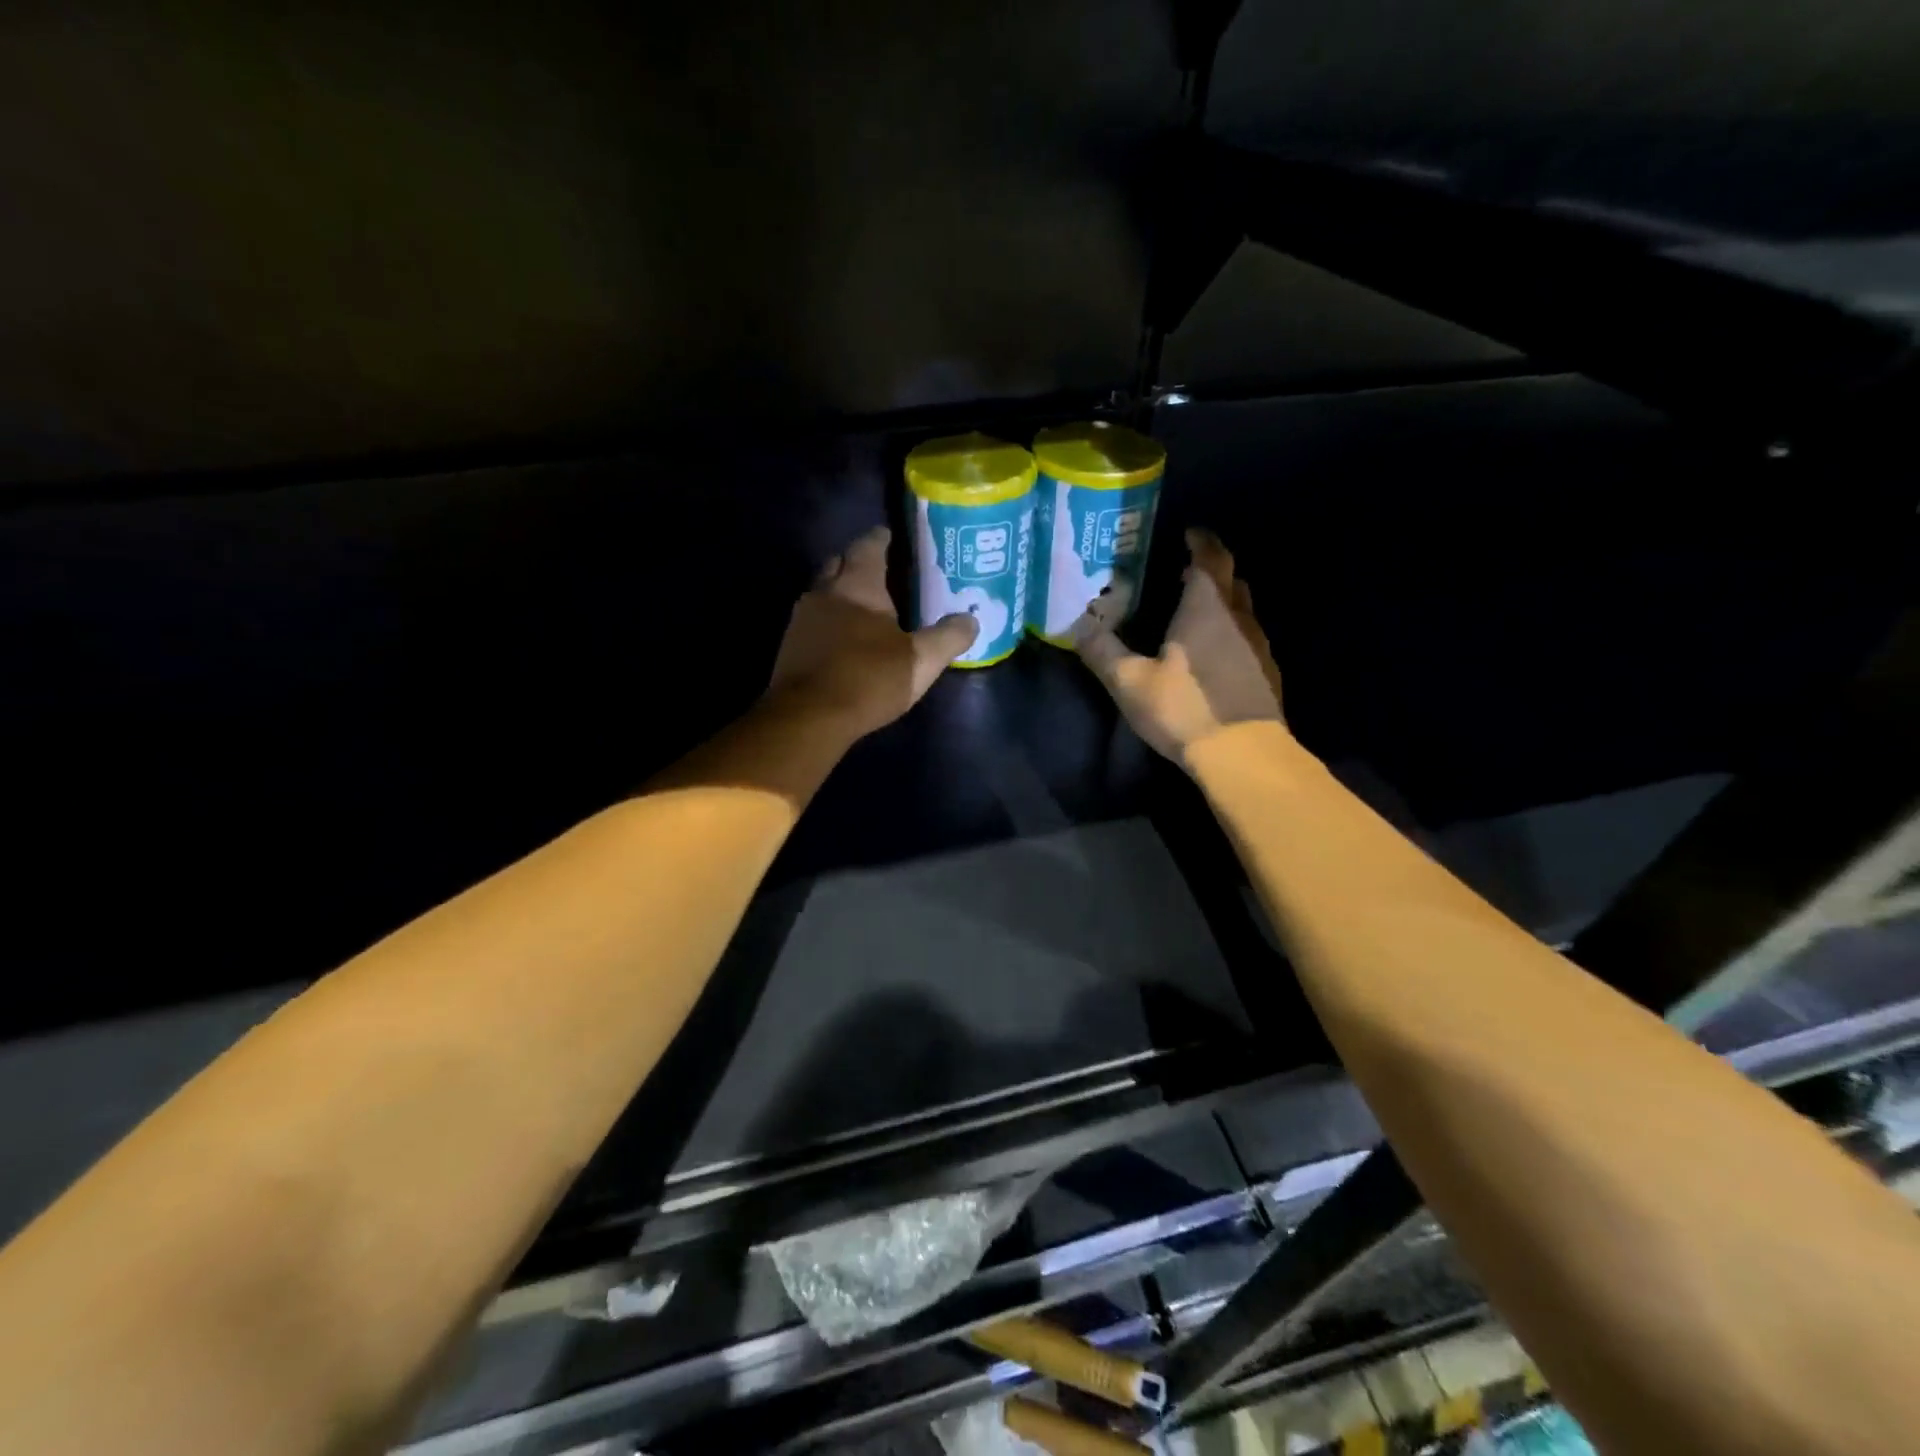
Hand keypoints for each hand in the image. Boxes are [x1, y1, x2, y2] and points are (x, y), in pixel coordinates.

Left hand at [768, 525, 978, 737]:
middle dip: (857, 562)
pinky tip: (844, 638)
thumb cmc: (868, 679)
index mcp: (856, 585)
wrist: (807, 718)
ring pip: (822, 593)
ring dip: (841, 593)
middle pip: (838, 563)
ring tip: (865, 605)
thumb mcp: (921, 661)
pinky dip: (829, 621)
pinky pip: (813, 621)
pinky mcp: (790, 647)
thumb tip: (971, 620)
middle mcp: (823, 592)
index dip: (881, 538)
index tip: (892, 536)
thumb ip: (948, 638)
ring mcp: (801, 620)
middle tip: (881, 570)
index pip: (867, 546)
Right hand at [1073, 529, 1285, 766]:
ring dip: (1221, 602)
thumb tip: (1076, 626)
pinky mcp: (1267, 673)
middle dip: (1210, 569)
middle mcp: (1238, 616)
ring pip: (1241, 608)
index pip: (1210, 556)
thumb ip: (1102, 651)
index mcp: (1206, 606)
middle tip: (1183, 572)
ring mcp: (1258, 645)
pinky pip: (1247, 638)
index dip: (1200, 541)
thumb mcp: (1130, 682)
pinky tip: (1212, 654)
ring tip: (1194, 611)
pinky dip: (1230, 632)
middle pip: (1230, 578)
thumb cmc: (1184, 708)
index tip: (1187, 534)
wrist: (1244, 754)